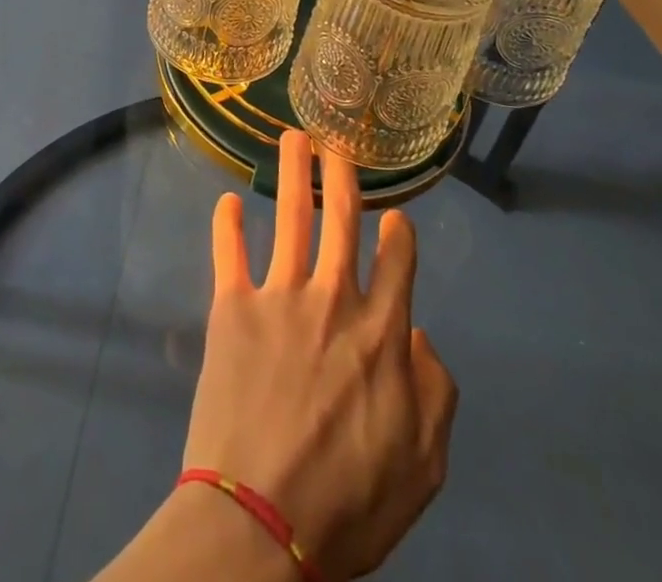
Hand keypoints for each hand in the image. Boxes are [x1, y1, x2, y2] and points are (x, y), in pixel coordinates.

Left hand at [183, 131, 457, 580]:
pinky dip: (226, 224)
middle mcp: (332, 298)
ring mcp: (279, 296)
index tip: (396, 216)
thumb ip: (435, 394)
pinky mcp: (232, 306)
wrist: (260, 522)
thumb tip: (420, 335)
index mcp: (380, 332)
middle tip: (336, 141)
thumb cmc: (348, 502)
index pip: (397, 262)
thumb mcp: (422, 466)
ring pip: (290, 217)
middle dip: (341, 175)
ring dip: (292, 172)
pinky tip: (226, 200)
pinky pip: (228, 252)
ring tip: (293, 138)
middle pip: (340, 219)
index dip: (399, 235)